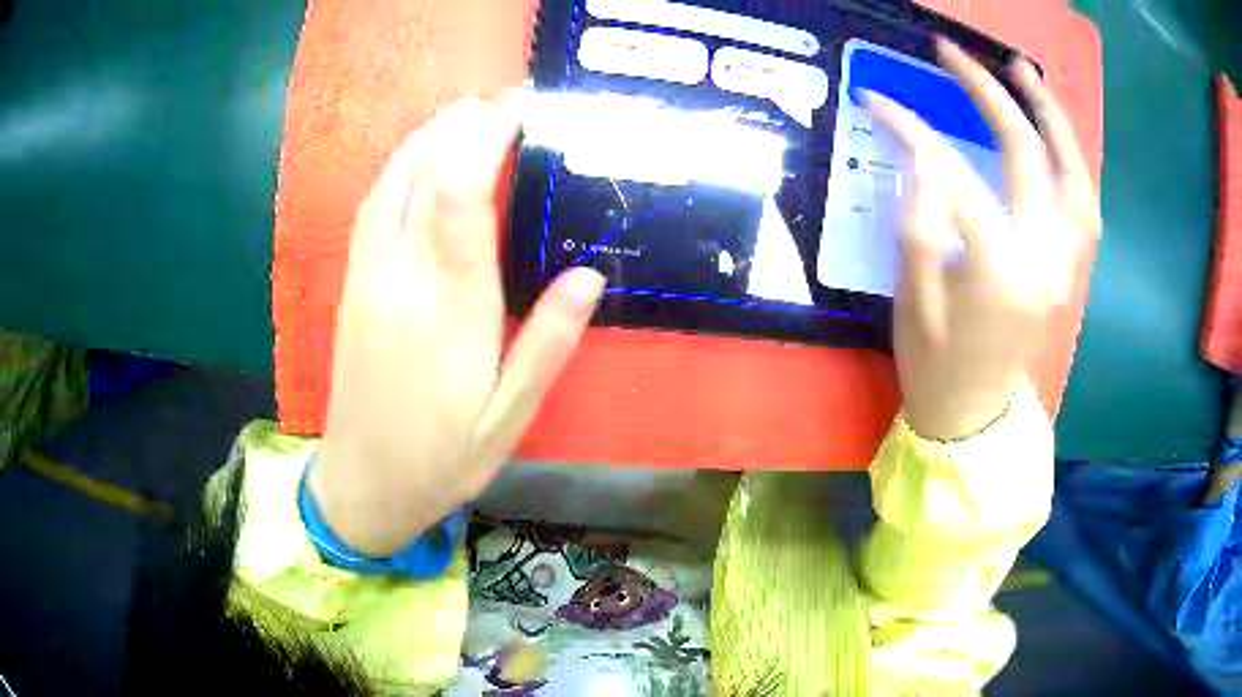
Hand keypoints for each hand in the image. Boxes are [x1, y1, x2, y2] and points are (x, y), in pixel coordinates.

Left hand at [310, 97, 605, 554]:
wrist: (361, 485)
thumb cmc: (441, 460)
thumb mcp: (508, 419)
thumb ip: (546, 345)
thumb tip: (590, 274)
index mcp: (448, 310)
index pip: (460, 194)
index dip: (487, 136)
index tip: (524, 107)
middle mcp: (400, 279)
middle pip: (423, 172)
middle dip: (463, 122)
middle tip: (508, 99)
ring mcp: (368, 278)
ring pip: (392, 181)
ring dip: (429, 135)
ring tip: (469, 112)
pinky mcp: (353, 286)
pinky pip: (373, 206)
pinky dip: (400, 166)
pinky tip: (421, 158)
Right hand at [864, 39, 1100, 440]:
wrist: (972, 415)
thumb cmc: (934, 365)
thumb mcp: (911, 299)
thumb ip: (919, 223)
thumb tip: (925, 159)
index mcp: (1000, 272)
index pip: (956, 175)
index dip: (913, 131)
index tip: (878, 101)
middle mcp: (1046, 260)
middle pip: (1025, 155)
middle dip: (986, 94)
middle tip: (952, 53)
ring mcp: (1066, 265)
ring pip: (1073, 174)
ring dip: (1051, 117)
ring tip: (1024, 74)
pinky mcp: (1070, 270)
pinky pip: (1085, 206)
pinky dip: (1073, 162)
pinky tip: (1055, 138)